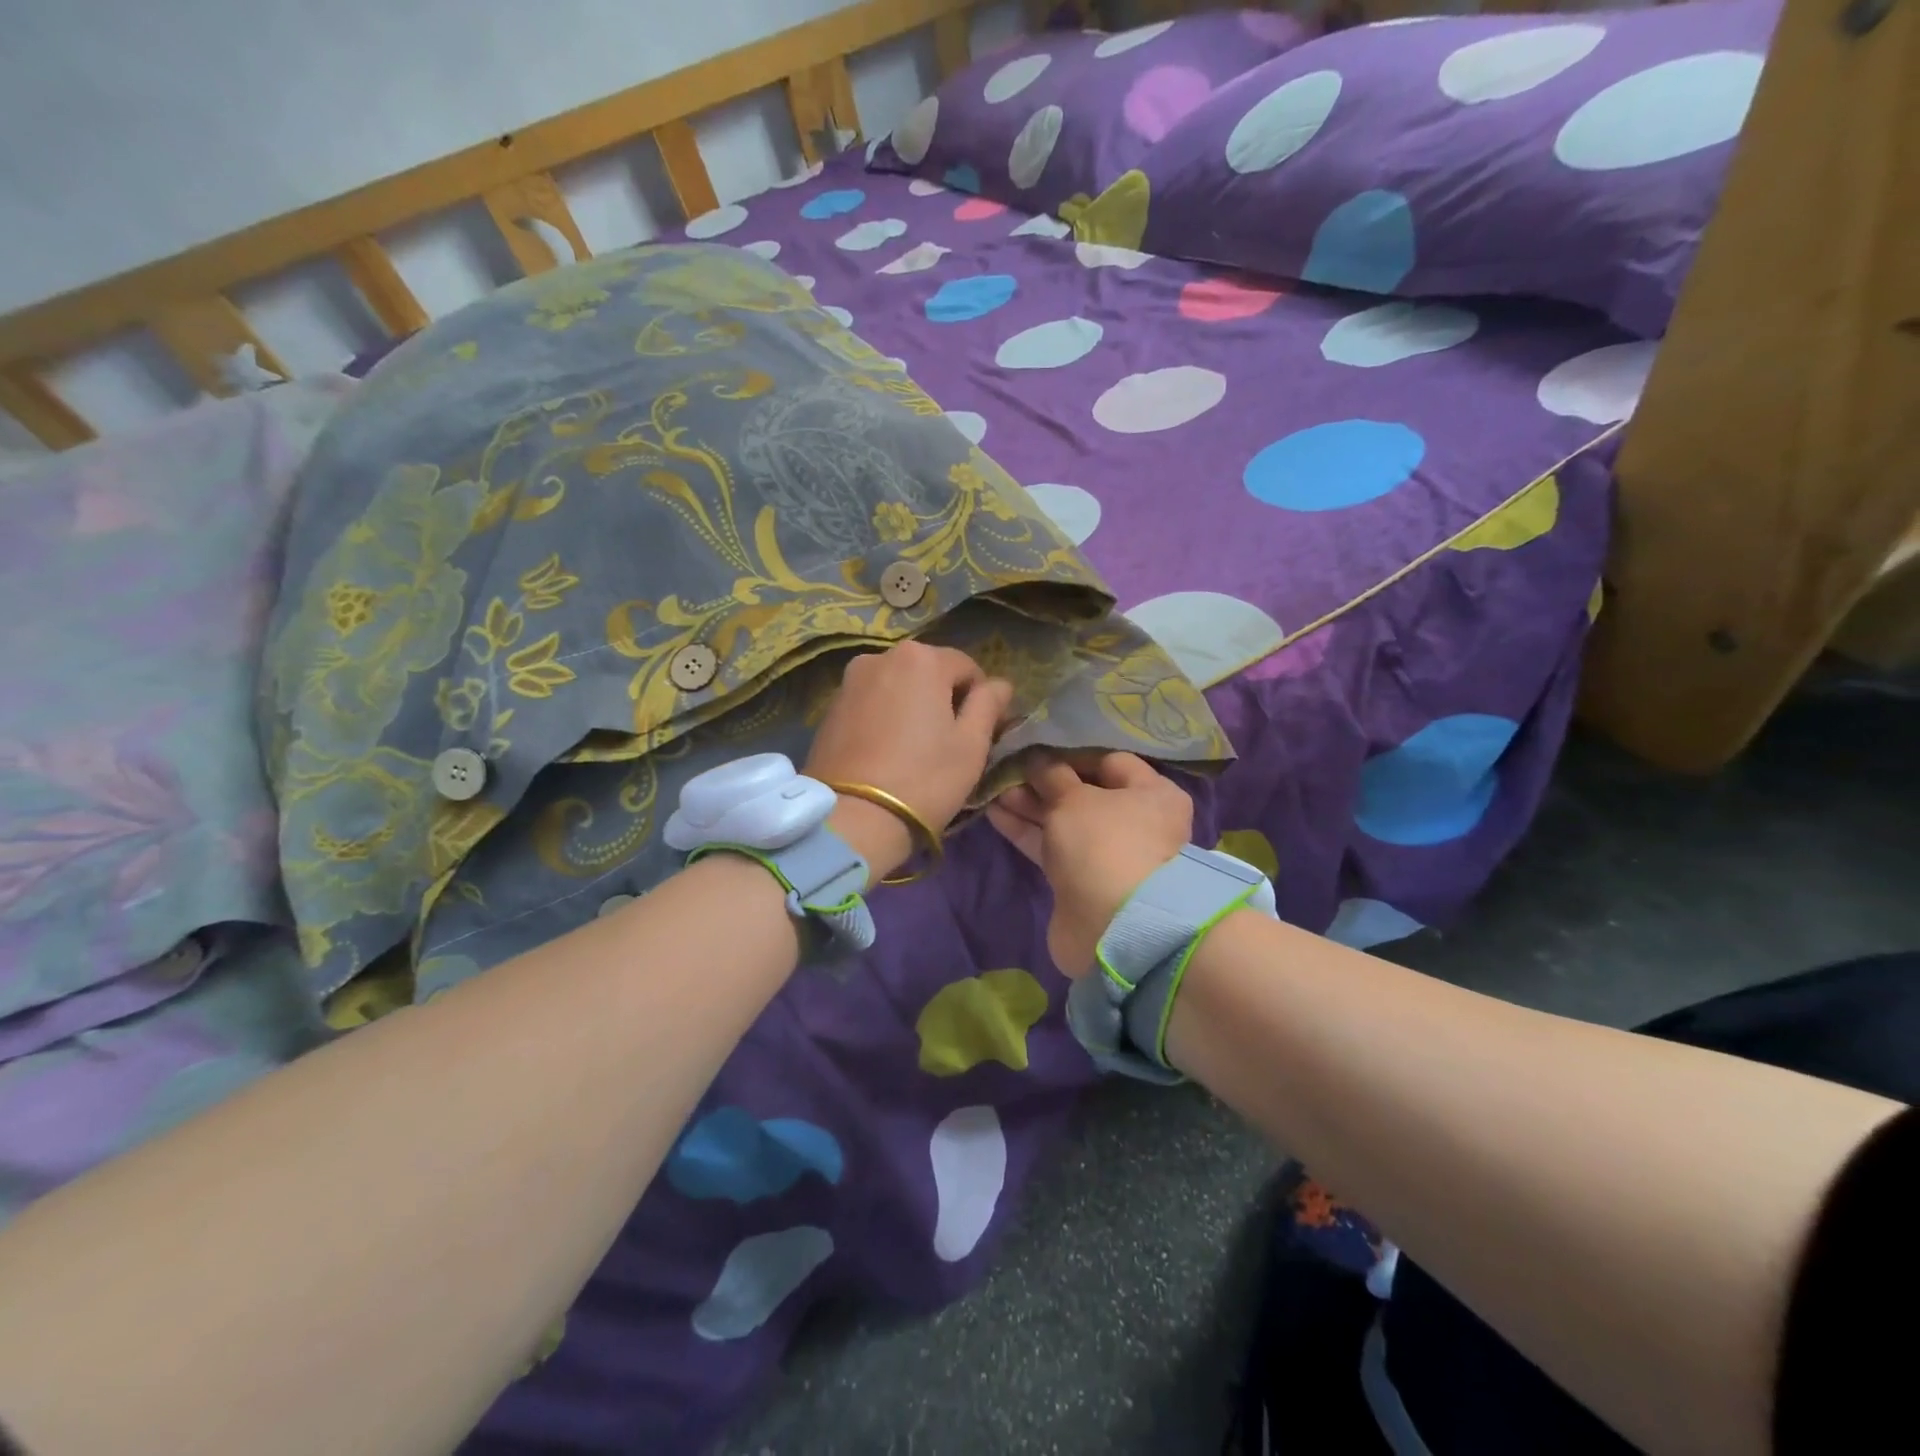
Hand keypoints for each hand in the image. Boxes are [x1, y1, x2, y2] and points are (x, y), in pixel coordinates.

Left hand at [805, 641, 1013, 884]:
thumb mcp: (971, 745)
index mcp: (921, 658)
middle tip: (948, 742)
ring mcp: (849, 681)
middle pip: (928, 673)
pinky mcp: (830, 708)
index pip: (967, 668)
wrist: (852, 818)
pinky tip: (887, 752)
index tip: (980, 733)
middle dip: (943, 699)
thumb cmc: (924, 779)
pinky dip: (885, 718)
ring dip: (912, 707)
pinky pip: (871, 703)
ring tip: (916, 749)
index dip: (980, 699)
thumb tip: (999, 685)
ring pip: (897, 687)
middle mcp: (880, 657)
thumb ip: (989, 705)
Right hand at [987, 751, 1191, 977]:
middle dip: (1044, 781)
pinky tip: (995, 812)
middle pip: (1084, 792)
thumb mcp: (1074, 798)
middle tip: (1007, 767)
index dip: (1071, 752)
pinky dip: (1028, 830)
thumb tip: (1038, 759)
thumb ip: (1052, 775)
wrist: (1111, 924)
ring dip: (1030, 804)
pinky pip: (1052, 845)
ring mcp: (1108, 853)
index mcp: (1152, 793)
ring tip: (993, 786)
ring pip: (1064, 820)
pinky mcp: (1082, 879)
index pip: (1110, 761)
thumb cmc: (1104, 842)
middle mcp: (1135, 821)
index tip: (1036, 747)